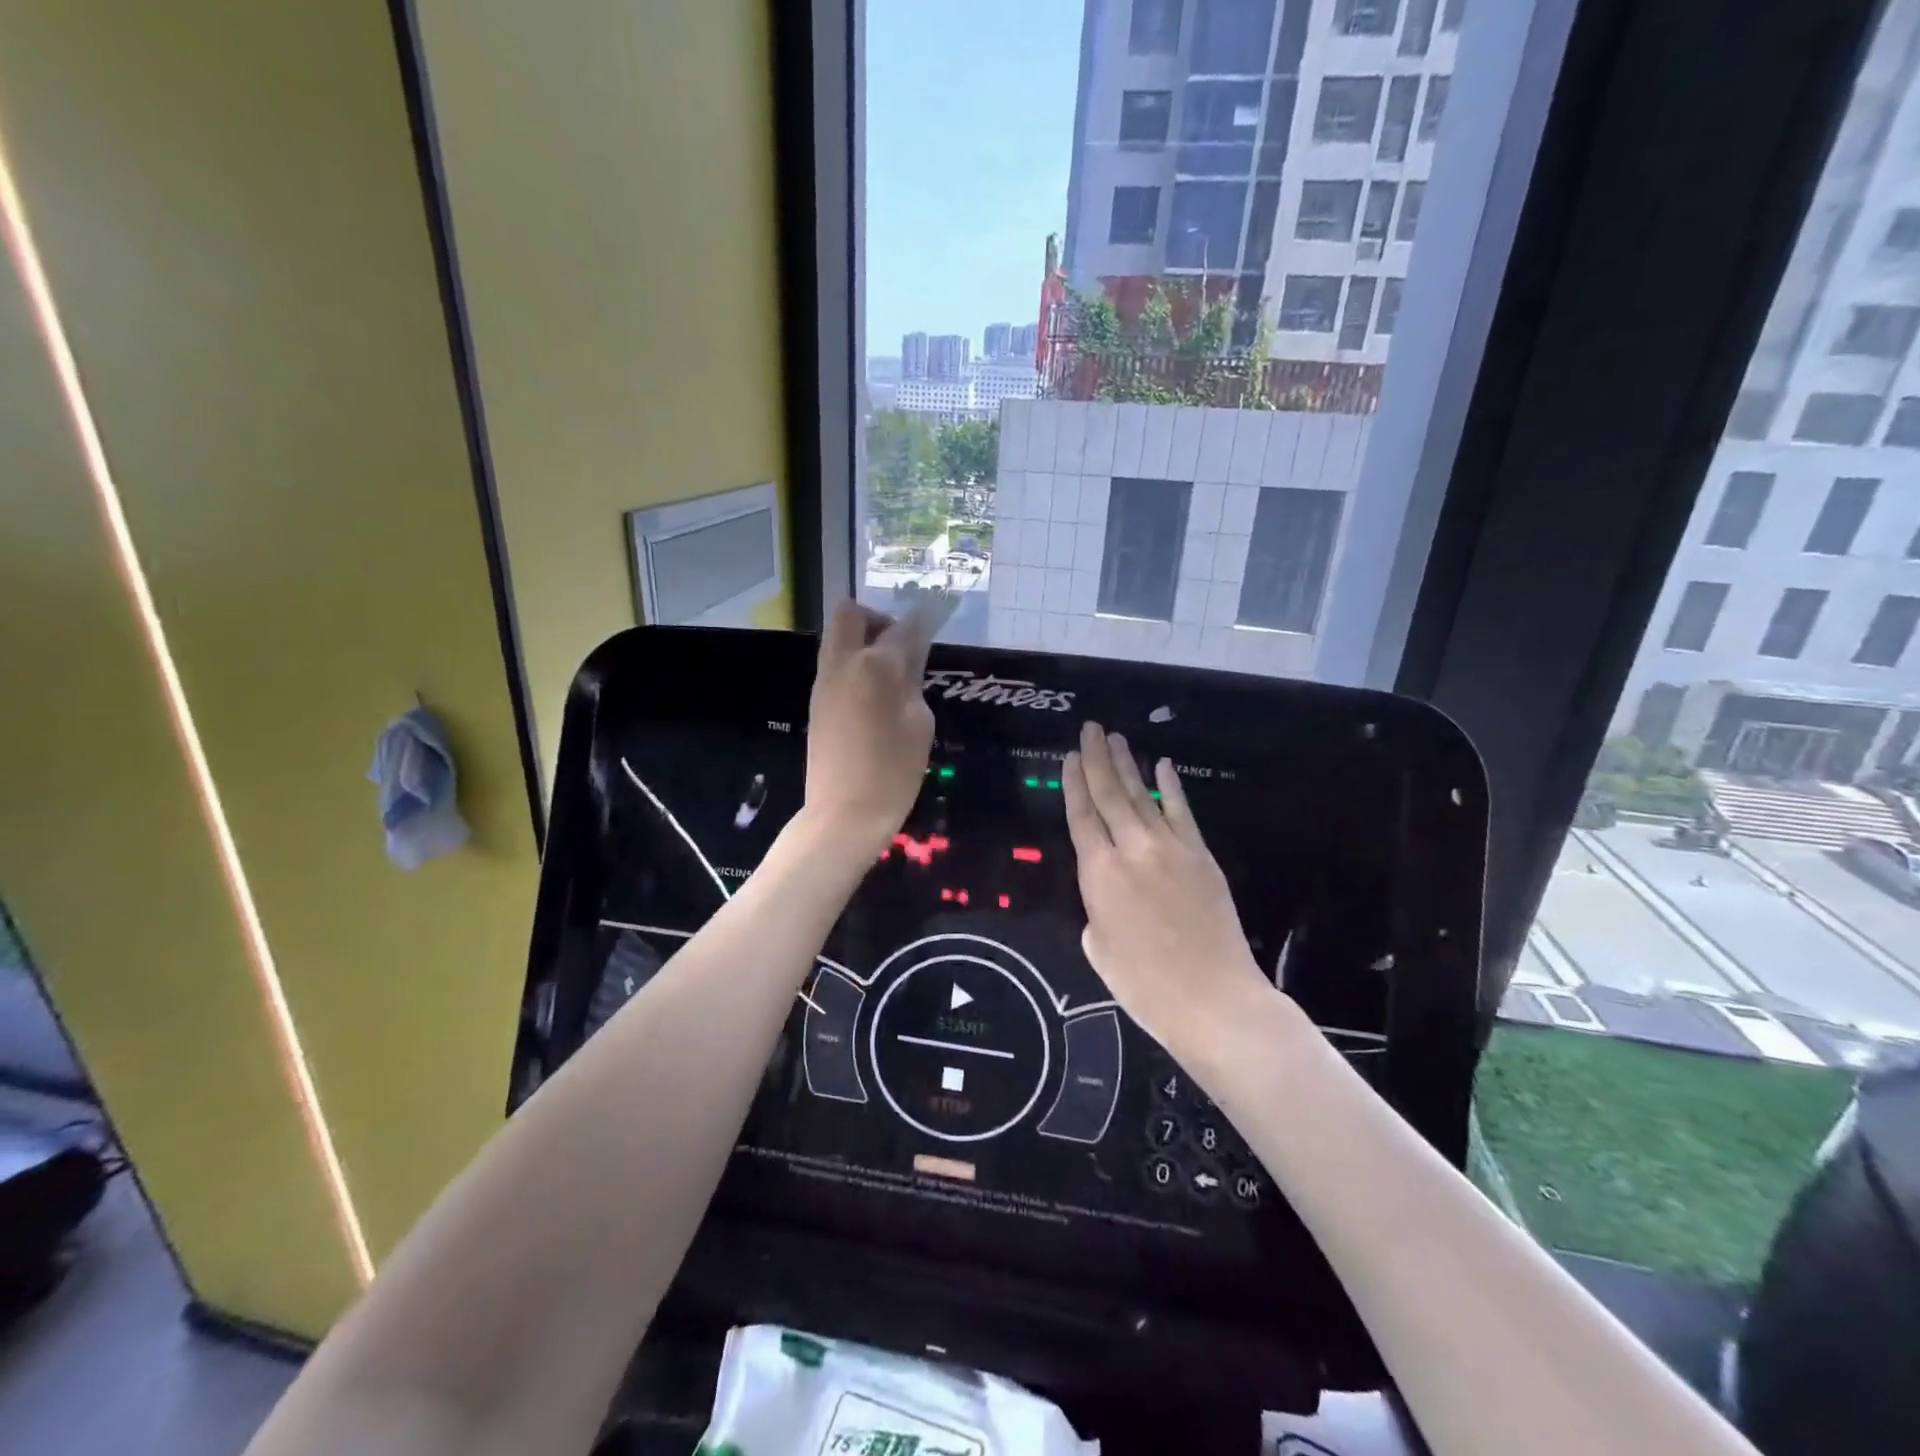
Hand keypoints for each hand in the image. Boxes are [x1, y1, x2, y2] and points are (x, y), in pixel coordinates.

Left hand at [802, 599, 936, 854]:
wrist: (844, 814)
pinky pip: (834, 664)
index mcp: (877, 666)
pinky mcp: (816, 701)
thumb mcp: (919, 723)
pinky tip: (874, 697)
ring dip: (863, 641)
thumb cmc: (893, 772)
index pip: (905, 626)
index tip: (936, 616)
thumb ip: (913, 680)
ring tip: (891, 676)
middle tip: (900, 646)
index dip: (924, 619)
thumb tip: (910, 656)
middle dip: (877, 618)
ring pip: (838, 637)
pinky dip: (854, 665)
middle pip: (850, 613)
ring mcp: (824, 682)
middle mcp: (844, 663)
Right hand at [1062, 721, 1272, 1053]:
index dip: (1074, 784)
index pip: (1081, 817)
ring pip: (1142, 796)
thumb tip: (1108, 889)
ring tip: (1115, 738)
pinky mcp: (1201, 856)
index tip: (1070, 757)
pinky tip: (1163, 766)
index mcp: (1099, 874)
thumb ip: (1097, 907)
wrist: (1213, 999)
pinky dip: (1171, 787)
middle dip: (1097, 759)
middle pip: (1109, 795)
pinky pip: (1182, 813)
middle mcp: (1132, 850)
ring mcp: (1171, 848)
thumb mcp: (1099, 948)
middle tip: (1089, 729)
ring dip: (1128, 764)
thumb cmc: (1145, 985)